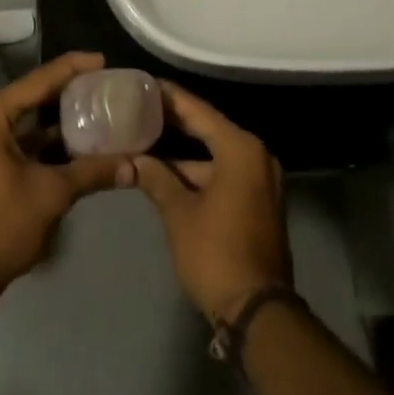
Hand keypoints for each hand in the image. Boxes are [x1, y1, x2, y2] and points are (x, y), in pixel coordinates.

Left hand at [0, 51, 130, 305]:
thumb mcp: (53, 193)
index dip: (74, 68)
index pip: (40, 80)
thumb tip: (134, 165)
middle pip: (34, 94)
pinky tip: (80, 139)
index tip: (105, 60)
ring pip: (29, 117)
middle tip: (107, 84)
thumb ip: (93, 171)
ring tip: (100, 106)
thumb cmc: (2, 225)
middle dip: (70, 90)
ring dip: (61, 116)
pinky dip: (49, 137)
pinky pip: (23, 136)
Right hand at [133, 81, 291, 323]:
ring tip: (145, 141)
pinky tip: (166, 173)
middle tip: (138, 108)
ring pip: (214, 154)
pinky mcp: (258, 200)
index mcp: (240, 149)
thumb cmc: (216, 253)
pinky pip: (224, 172)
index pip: (198, 111)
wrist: (257, 310)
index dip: (169, 98)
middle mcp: (256, 156)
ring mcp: (260, 179)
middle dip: (174, 122)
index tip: (144, 84)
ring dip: (183, 153)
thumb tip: (134, 160)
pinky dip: (198, 172)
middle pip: (208, 129)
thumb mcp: (179, 214)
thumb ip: (156, 179)